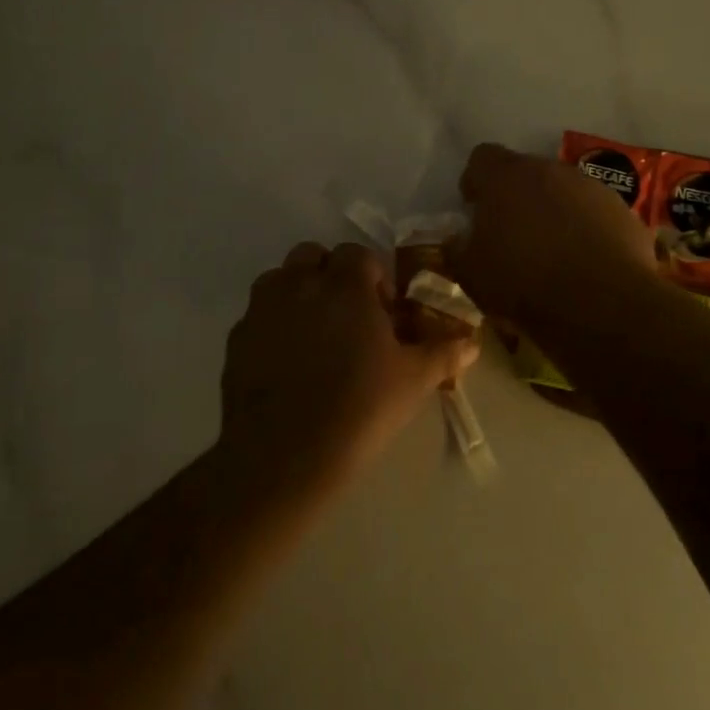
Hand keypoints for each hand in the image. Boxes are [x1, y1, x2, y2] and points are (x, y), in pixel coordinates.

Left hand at [220, 242, 477, 496]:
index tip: (383, 312)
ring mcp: (261, 310)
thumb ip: (444, 353)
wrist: (285, 455)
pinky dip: (273, 326)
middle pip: (312, 256)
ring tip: (315, 335)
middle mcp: (298, 285)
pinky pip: (257, 317)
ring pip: (278, 280)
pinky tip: (287, 365)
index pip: (358, 254)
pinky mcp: (236, 340)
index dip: (374, 277)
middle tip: (348, 316)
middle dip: (330, 275)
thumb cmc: (360, 408)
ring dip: (298, 293)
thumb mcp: (413, 381)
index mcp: (344, 286)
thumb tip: (472, 343)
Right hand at [447, 143, 657, 328]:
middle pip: (526, 172)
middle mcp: (550, 170)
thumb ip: (458, 249)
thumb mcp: (471, 275)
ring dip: (553, 212)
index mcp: (506, 178)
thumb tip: (458, 239)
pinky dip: (586, 230)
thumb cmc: (524, 284)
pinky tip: (584, 264)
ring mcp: (592, 188)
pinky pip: (595, 214)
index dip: (476, 181)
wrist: (603, 306)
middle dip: (516, 197)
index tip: (475, 208)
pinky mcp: (623, 212)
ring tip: (551, 252)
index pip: (482, 158)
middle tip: (511, 235)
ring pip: (563, 191)